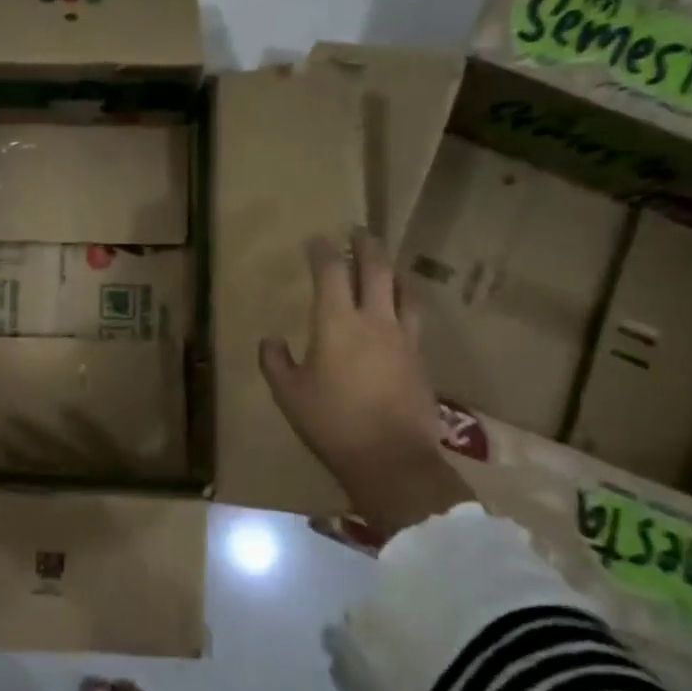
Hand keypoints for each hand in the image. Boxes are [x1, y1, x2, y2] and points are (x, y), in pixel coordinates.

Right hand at [259, 229, 469, 540]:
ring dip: (392, 271)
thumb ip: (275, 362)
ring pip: (403, 290)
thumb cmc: (331, 422)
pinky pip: (414, 317)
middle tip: (358, 232)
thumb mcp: (288, 394)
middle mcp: (374, 320)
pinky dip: (405, 302)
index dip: (322, 251)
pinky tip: (400, 310)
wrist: (390, 458)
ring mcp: (403, 337)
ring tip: (386, 265)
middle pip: (375, 269)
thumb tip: (270, 340)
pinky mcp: (420, 358)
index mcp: (336, 322)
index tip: (316, 240)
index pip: (331, 271)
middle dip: (365, 246)